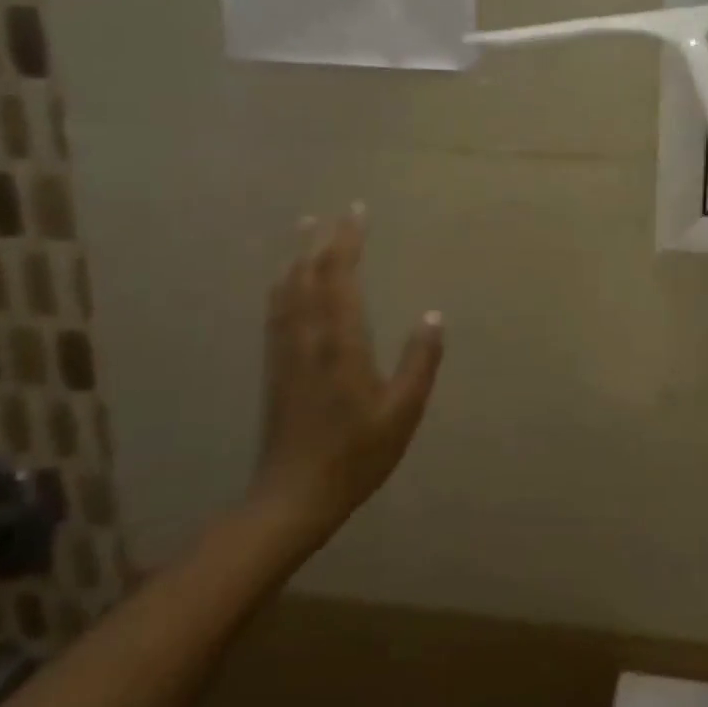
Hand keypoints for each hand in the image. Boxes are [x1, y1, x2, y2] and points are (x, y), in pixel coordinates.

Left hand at [257, 207, 444, 544]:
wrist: (293, 495)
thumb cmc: (356, 454)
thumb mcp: (402, 412)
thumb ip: (420, 361)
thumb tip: (432, 315)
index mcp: (340, 341)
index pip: (339, 276)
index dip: (347, 240)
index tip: (357, 211)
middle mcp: (307, 336)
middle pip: (308, 274)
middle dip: (321, 240)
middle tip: (331, 213)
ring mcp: (285, 351)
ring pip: (287, 289)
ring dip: (297, 256)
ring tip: (303, 231)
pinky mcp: (274, 367)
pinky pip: (276, 311)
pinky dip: (283, 285)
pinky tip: (284, 284)